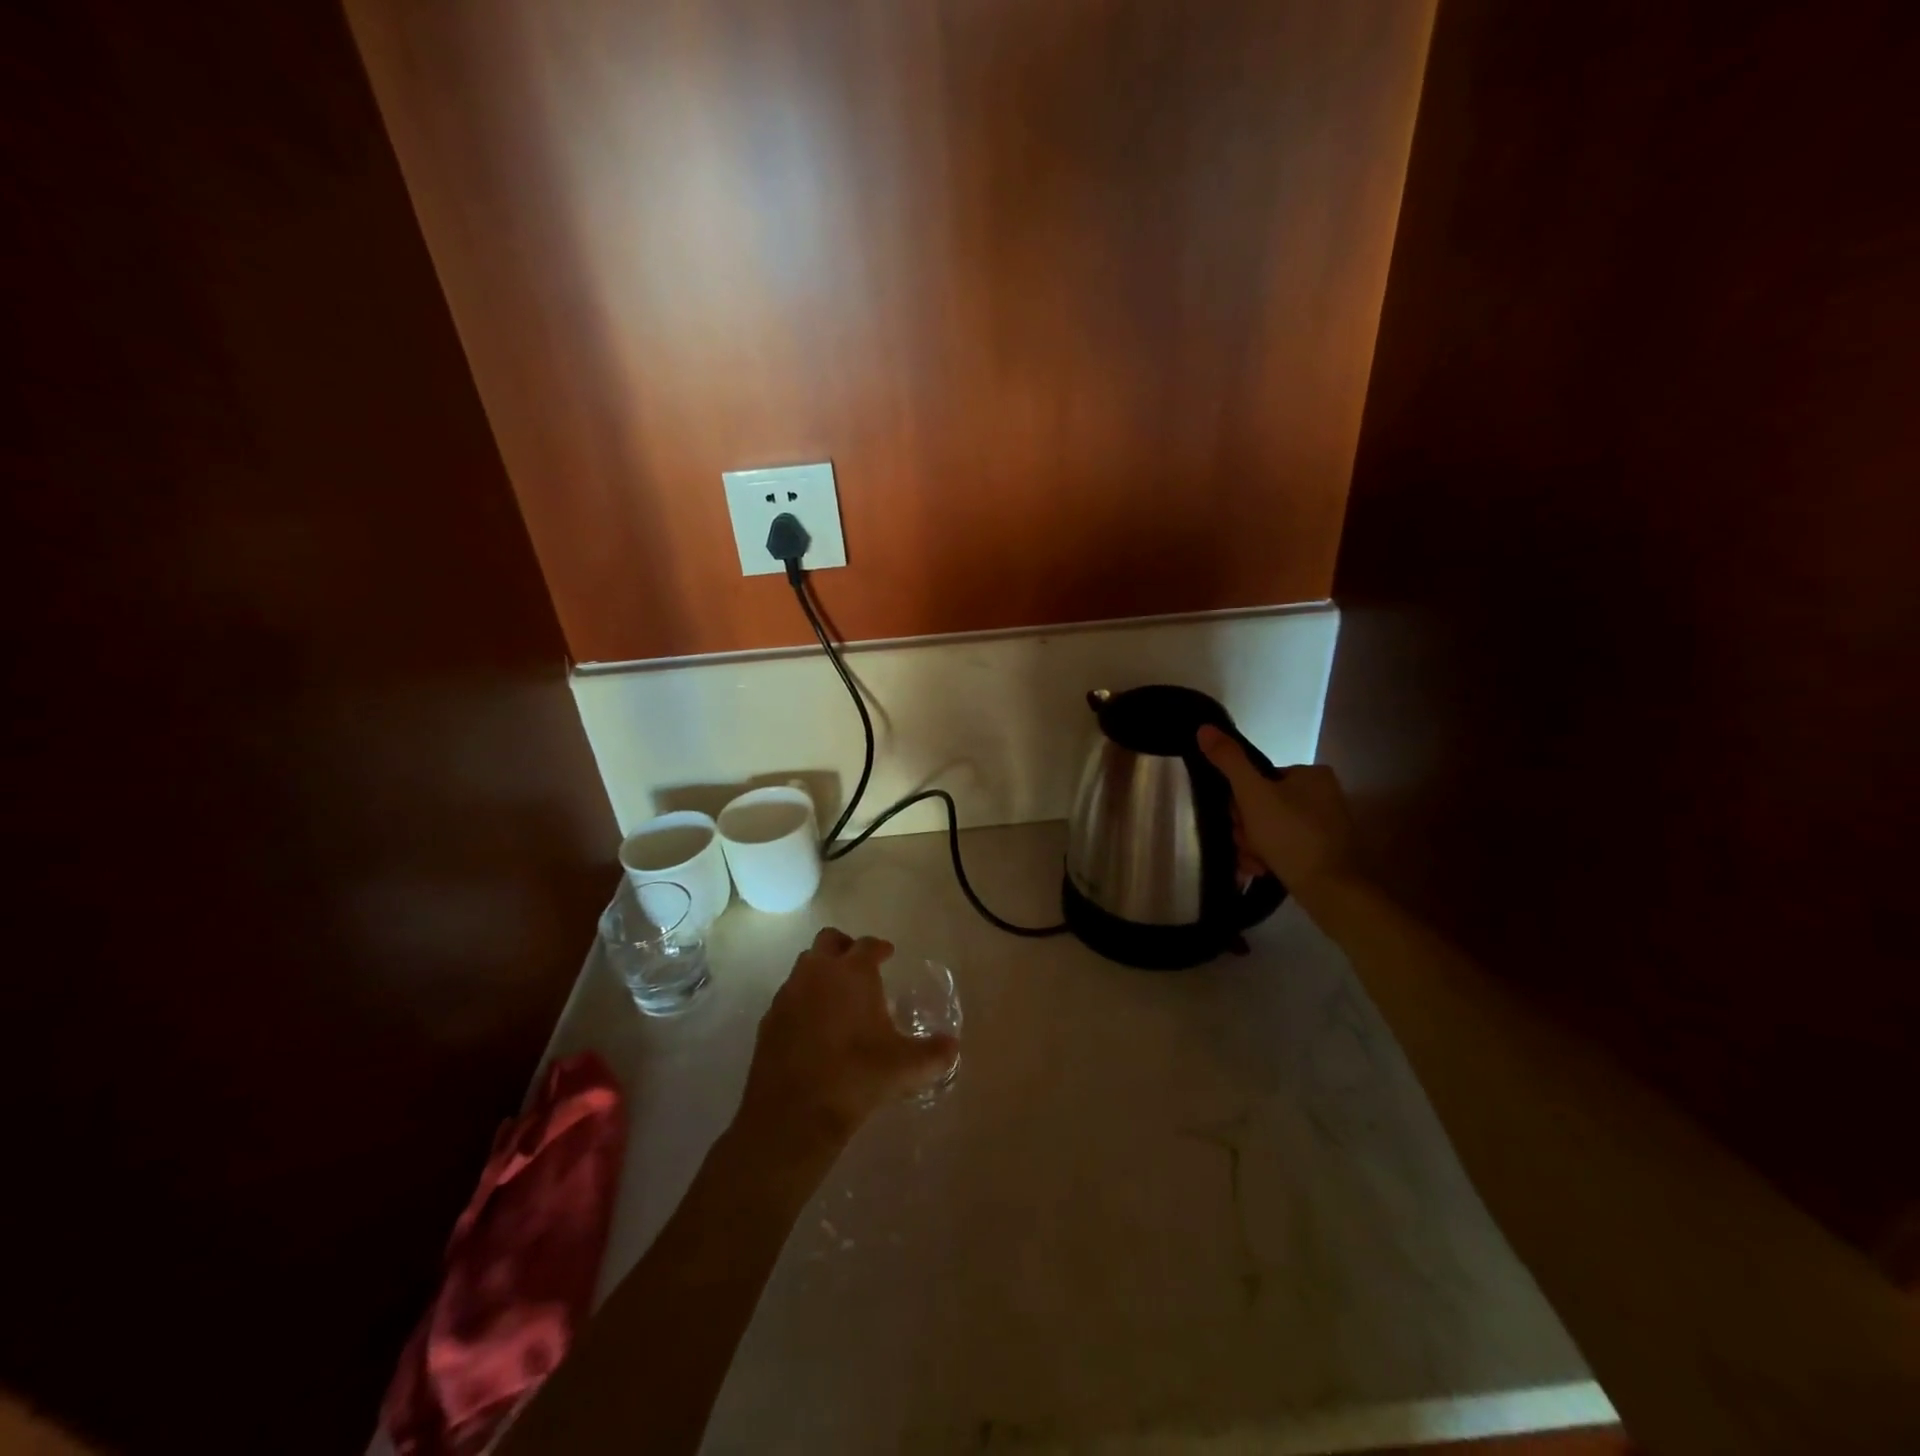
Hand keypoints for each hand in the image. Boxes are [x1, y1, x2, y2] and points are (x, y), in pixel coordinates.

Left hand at [737, 928, 959, 1146]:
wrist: (793, 1115)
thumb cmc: (856, 1077)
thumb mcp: (905, 1068)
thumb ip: (934, 1053)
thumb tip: (952, 1047)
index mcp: (852, 972)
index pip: (868, 945)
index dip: (880, 948)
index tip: (888, 955)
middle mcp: (818, 972)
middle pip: (829, 941)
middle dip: (845, 947)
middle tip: (859, 967)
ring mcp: (789, 994)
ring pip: (805, 966)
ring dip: (821, 972)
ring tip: (838, 998)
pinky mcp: (769, 1019)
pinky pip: (789, 996)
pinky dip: (803, 1001)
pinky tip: (813, 1027)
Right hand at [1196, 726, 1361, 894]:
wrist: (1332, 891)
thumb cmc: (1291, 835)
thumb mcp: (1252, 794)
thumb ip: (1228, 761)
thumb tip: (1204, 727)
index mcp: (1311, 774)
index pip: (1258, 778)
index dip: (1240, 800)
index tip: (1238, 821)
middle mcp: (1322, 795)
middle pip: (1262, 805)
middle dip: (1246, 828)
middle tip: (1247, 845)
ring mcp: (1324, 825)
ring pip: (1269, 829)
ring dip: (1253, 846)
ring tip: (1255, 863)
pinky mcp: (1323, 852)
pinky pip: (1284, 847)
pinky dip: (1269, 857)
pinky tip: (1263, 870)